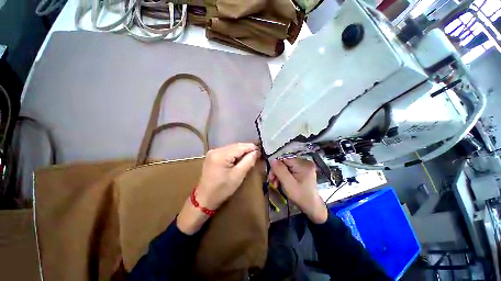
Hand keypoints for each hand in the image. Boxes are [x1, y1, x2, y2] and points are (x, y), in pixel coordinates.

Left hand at [177, 143, 259, 233]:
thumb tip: (257, 152)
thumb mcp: (238, 176)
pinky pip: (227, 151)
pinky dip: (235, 154)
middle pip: (236, 146)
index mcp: (221, 155)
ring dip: (242, 151)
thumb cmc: (222, 189)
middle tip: (257, 154)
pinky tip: (240, 158)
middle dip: (247, 149)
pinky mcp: (212, 155)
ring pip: (232, 148)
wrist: (204, 198)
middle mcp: (216, 150)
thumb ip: (248, 162)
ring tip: (251, 156)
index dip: (252, 148)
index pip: (240, 147)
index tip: (261, 151)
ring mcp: (213, 152)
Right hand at [269, 158, 327, 223]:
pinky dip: (284, 175)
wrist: (312, 207)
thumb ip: (280, 171)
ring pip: (286, 166)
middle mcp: (304, 162)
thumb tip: (273, 160)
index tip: (271, 178)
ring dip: (279, 175)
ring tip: (276, 184)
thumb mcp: (288, 184)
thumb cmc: (300, 196)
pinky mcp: (303, 170)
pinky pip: (290, 169)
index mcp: (303, 164)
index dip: (276, 167)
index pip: (284, 159)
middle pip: (285, 162)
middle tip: (273, 182)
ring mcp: (304, 166)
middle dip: (277, 172)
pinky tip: (282, 182)